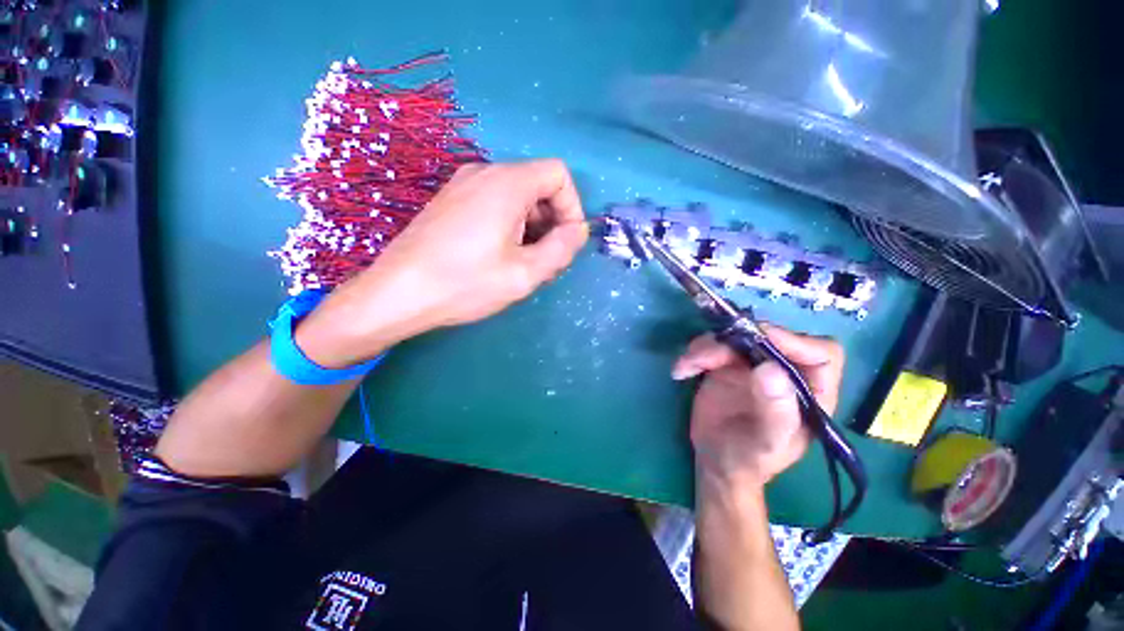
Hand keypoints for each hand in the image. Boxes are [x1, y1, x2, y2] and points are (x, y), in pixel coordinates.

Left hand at [297, 160, 587, 366]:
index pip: (558, 174)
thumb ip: (562, 248)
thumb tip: (577, 230)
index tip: (565, 242)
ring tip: (523, 265)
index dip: (571, 207)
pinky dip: (510, 225)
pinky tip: (499, 257)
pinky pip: (495, 204)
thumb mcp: (525, 273)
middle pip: (538, 185)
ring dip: (531, 227)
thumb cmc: (465, 284)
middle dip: (551, 222)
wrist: (397, 294)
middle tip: (545, 261)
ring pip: (517, 197)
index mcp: (506, 183)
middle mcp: (484, 173)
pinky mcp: (451, 201)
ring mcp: (463, 185)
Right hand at [673, 325, 844, 488]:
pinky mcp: (724, 365)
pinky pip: (710, 346)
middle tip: (708, 355)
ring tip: (687, 366)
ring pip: (734, 337)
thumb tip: (770, 369)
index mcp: (810, 393)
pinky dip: (693, 354)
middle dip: (736, 340)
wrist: (715, 462)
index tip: (760, 342)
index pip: (822, 354)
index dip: (795, 342)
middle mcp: (783, 373)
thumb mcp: (766, 445)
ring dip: (706, 347)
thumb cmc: (749, 461)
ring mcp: (751, 366)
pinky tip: (681, 370)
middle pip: (769, 337)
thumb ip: (775, 413)